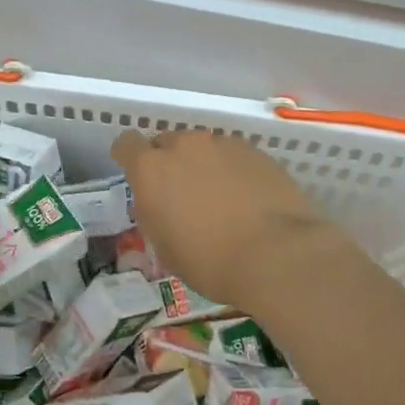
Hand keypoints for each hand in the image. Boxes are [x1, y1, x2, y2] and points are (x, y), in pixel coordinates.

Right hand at [111, 129, 345, 307]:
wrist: (277, 253)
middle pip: (167, 143)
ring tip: (219, 198)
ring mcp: (223, 144)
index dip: (128, 156)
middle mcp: (185, 146)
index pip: (127, 144)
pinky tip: (246, 198)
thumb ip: (156, 214)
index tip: (135, 173)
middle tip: (181, 194)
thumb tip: (161, 203)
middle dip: (169, 163)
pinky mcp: (256, 151)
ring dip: (203, 166)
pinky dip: (232, 171)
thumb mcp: (166, 248)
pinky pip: (233, 155)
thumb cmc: (210, 261)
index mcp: (152, 169)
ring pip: (203, 148)